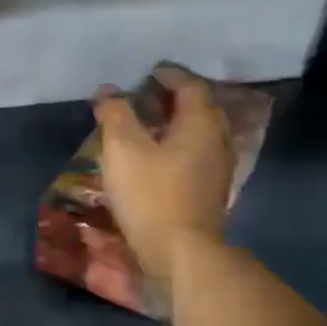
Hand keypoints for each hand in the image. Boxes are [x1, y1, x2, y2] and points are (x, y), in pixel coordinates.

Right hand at [93, 66, 234, 282]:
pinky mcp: (210, 192)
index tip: (149, 72)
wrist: (181, 253)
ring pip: (200, 134)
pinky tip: (158, 157)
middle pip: (201, 108)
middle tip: (148, 96)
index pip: (191, 86)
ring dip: (177, 124)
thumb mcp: (123, 149)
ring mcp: (218, 169)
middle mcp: (217, 141)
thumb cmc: (152, 194)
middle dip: (176, 98)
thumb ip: (115, 114)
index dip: (170, 75)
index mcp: (200, 124)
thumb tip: (109, 91)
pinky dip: (179, 146)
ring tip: (148, 125)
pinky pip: (197, 155)